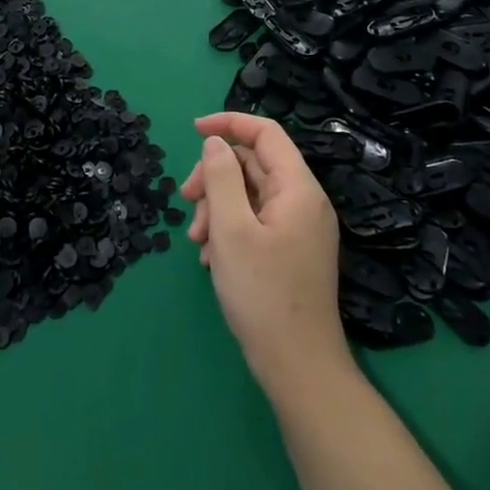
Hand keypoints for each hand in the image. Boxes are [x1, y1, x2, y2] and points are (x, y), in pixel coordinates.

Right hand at [182, 112, 348, 392]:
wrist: (297, 366)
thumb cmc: (262, 293)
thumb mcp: (231, 229)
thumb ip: (220, 178)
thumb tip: (215, 142)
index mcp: (298, 188)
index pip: (266, 133)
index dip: (229, 123)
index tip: (193, 130)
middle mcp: (303, 202)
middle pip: (253, 164)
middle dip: (214, 176)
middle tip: (186, 200)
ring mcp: (298, 228)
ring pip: (249, 194)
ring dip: (217, 207)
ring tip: (197, 241)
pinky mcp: (290, 251)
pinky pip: (254, 221)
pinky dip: (229, 228)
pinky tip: (211, 257)